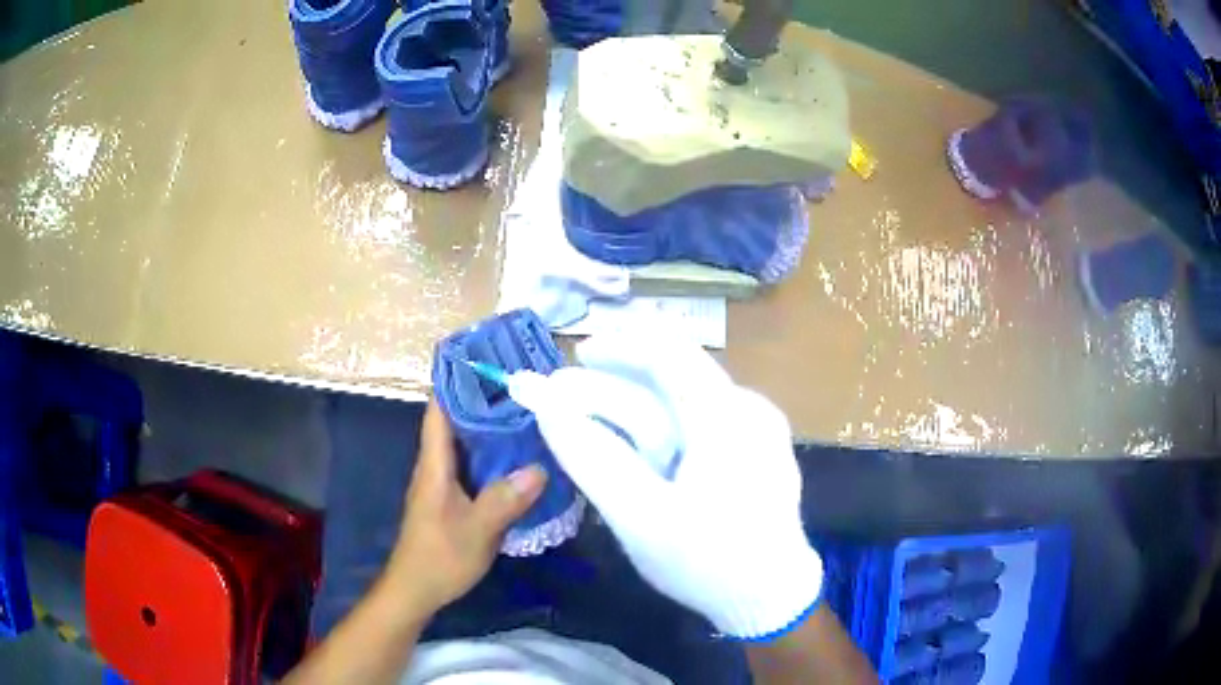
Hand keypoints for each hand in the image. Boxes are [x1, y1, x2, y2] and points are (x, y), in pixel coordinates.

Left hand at [382, 401, 546, 614]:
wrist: (416, 589)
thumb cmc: (439, 556)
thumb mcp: (477, 530)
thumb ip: (504, 500)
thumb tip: (539, 468)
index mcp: (435, 464)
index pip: (440, 410)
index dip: (456, 381)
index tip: (485, 360)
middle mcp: (436, 467)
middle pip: (456, 422)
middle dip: (483, 401)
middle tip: (521, 386)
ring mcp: (443, 484)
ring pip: (466, 445)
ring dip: (490, 430)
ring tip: (526, 415)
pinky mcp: (452, 500)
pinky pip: (474, 467)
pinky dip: (493, 457)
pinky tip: (518, 461)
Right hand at [528, 335, 823, 640]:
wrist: (770, 599)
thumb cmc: (707, 559)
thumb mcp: (639, 515)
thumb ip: (590, 456)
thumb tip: (545, 404)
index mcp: (727, 415)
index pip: (669, 350)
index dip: (619, 343)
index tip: (577, 355)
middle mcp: (749, 409)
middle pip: (675, 375)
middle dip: (618, 381)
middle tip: (571, 398)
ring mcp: (760, 430)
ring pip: (686, 401)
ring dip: (637, 407)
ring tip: (595, 426)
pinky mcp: (758, 452)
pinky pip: (702, 423)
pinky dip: (664, 427)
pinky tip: (642, 453)